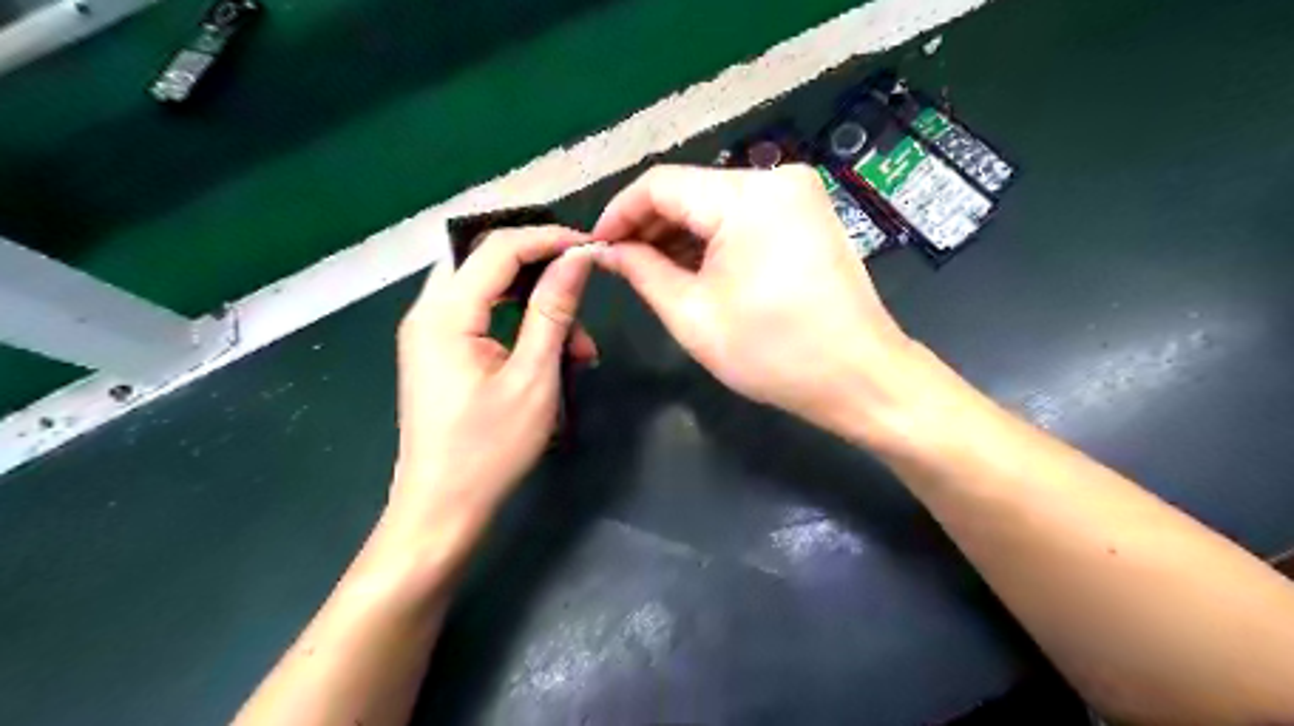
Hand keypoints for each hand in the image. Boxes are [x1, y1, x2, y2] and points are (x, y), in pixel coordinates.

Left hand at [388, 226, 602, 539]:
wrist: (441, 509)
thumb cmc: (489, 450)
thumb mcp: (533, 378)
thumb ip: (553, 311)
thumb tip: (577, 257)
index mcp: (444, 314)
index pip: (498, 248)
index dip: (548, 239)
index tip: (593, 248)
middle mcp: (428, 311)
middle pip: (487, 260)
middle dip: (541, 269)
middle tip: (584, 289)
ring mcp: (430, 332)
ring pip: (489, 289)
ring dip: (537, 305)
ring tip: (579, 347)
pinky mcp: (440, 350)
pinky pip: (484, 315)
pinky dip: (521, 325)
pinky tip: (554, 354)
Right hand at [597, 162, 919, 427]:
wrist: (859, 378)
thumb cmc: (774, 353)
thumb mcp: (693, 316)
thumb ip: (643, 272)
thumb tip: (607, 251)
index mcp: (747, 197)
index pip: (660, 184)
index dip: (619, 212)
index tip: (596, 245)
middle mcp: (776, 179)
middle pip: (691, 190)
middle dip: (650, 225)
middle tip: (619, 263)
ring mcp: (798, 195)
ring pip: (716, 203)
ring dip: (680, 233)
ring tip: (650, 269)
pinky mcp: (808, 215)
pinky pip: (744, 216)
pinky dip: (713, 238)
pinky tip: (691, 266)